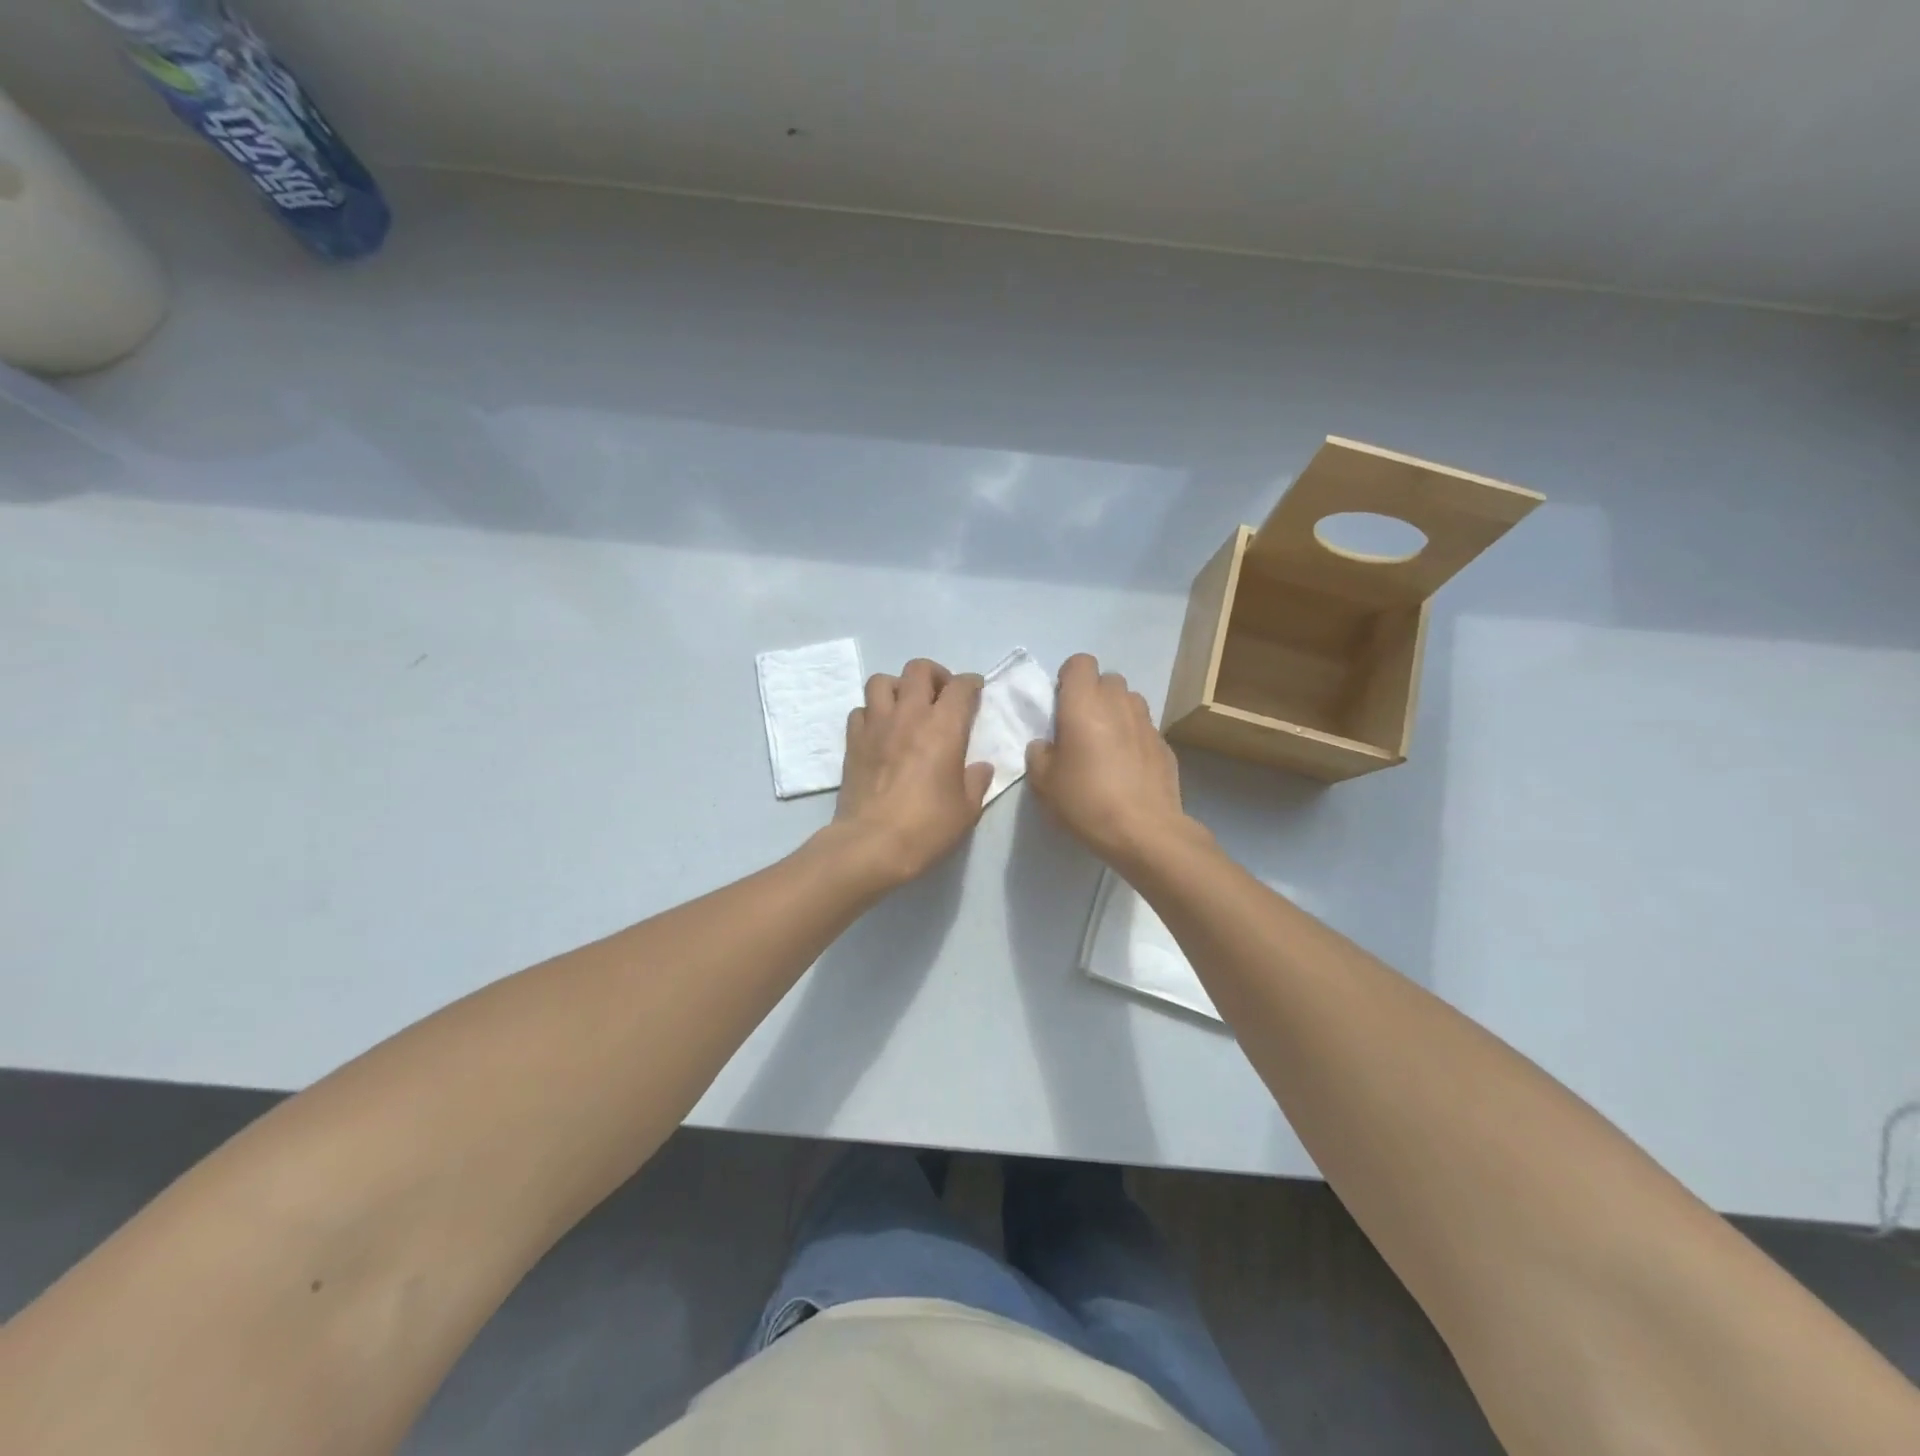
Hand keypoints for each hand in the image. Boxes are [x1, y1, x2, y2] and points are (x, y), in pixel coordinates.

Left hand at [830, 658, 993, 886]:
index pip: (961, 686)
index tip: (975, 691)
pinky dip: (872, 713)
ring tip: (906, 707)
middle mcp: (909, 715)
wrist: (872, 844)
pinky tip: (880, 732)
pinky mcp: (852, 741)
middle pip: (919, 669)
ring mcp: (876, 725)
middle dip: (934, 675)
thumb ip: (976, 781)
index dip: (971, 684)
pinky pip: (861, 710)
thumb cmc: (927, 826)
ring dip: (897, 688)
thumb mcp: (967, 809)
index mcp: (944, 726)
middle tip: (941, 695)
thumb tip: (979, 767)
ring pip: (882, 681)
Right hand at [1025, 654, 1192, 870]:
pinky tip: (1129, 769)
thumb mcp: (1043, 783)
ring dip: (1117, 713)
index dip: (1069, 678)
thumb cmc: (1085, 801)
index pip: (1080, 662)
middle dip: (1094, 694)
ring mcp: (1147, 723)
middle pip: (1108, 679)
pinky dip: (1134, 738)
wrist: (1143, 831)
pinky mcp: (1165, 745)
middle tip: (1082, 727)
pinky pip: (1145, 728)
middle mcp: (1118, 704)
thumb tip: (1047, 745)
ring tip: (1107, 745)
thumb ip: (1039, 754)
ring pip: (1130, 701)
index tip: (1061, 705)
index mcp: (1083, 704)